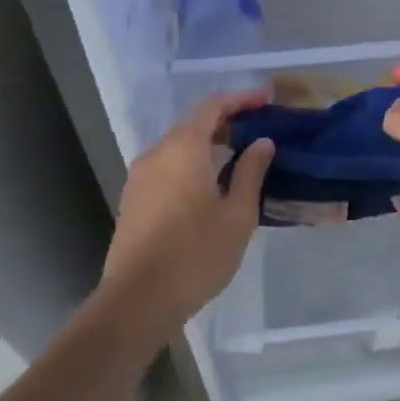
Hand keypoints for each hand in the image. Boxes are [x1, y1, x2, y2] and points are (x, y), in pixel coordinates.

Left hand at [102, 91, 274, 334]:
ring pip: (178, 147)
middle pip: (193, 124)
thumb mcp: (237, 214)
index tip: (266, 100)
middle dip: (226, 122)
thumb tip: (262, 142)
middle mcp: (157, 153)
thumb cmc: (196, 254)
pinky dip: (191, 164)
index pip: (213, 106)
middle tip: (257, 131)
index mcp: (183, 148)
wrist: (137, 300)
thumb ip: (250, 172)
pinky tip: (210, 185)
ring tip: (238, 158)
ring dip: (207, 145)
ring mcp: (140, 177)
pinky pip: (167, 167)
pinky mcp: (133, 199)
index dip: (241, 99)